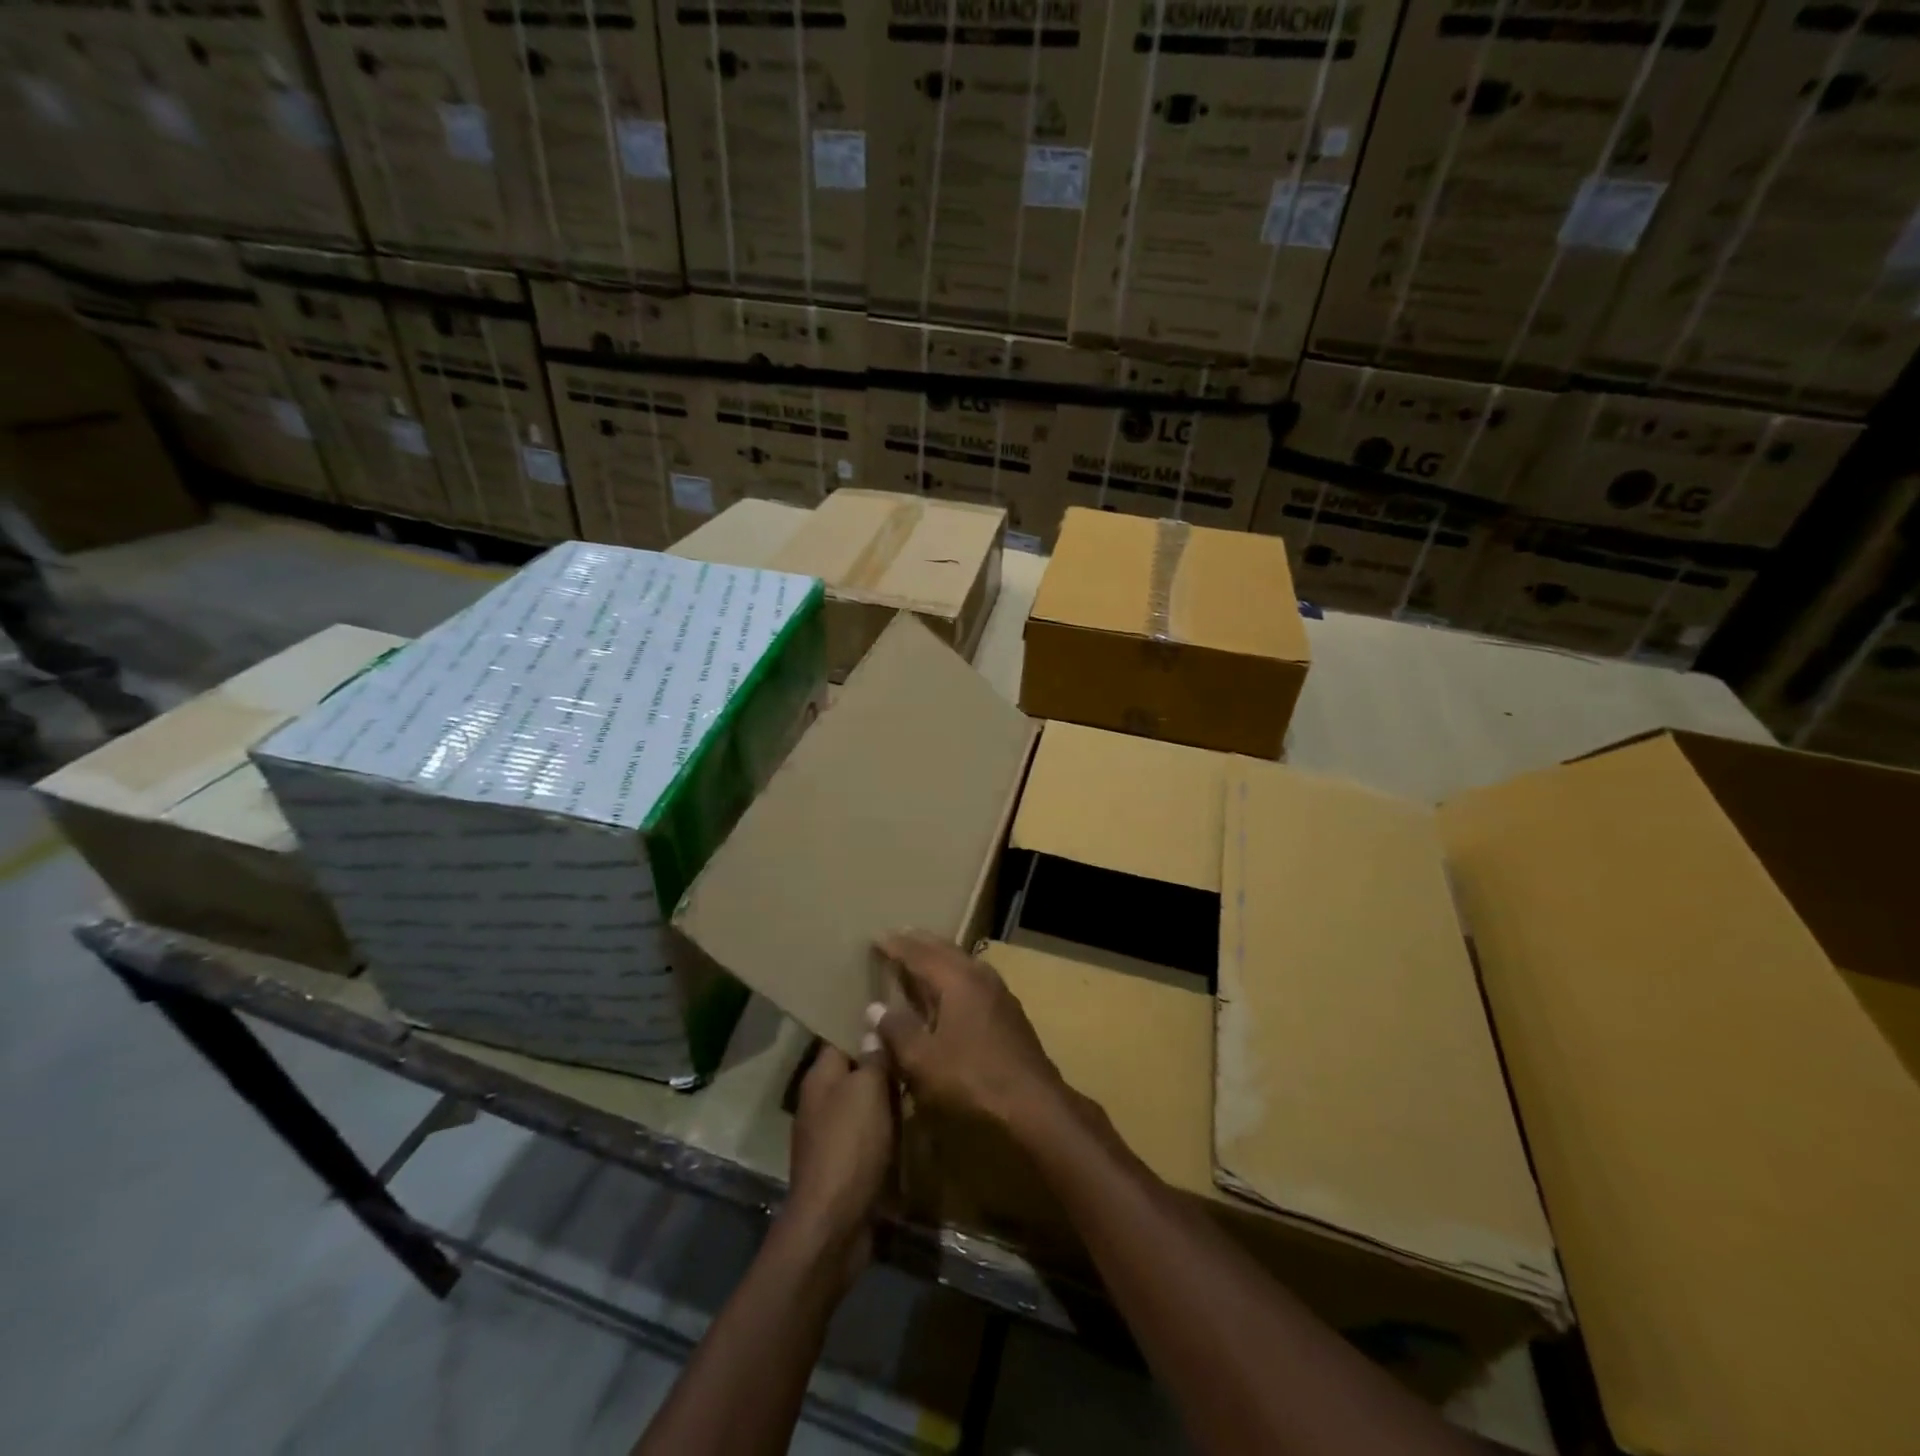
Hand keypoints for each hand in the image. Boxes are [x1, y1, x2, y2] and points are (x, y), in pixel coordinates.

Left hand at [781, 1046, 895, 1285]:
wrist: (832, 1224)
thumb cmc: (850, 1145)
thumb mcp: (867, 1089)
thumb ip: (872, 1056)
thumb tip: (873, 1022)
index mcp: (820, 1077)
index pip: (842, 1037)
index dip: (867, 1026)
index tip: (897, 1014)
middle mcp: (819, 1101)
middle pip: (854, 1070)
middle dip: (882, 1064)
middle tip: (918, 1050)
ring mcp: (828, 1135)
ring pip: (863, 1104)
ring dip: (886, 1099)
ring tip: (919, 1084)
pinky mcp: (842, 1165)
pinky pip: (867, 1135)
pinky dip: (885, 1130)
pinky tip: (908, 1127)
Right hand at [871, 930, 1066, 1133]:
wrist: (1034, 1104)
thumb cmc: (972, 1079)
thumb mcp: (923, 1060)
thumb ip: (897, 1030)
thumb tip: (875, 1007)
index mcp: (957, 978)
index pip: (919, 953)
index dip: (896, 945)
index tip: (876, 936)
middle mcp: (979, 975)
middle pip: (944, 949)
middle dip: (919, 942)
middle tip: (898, 936)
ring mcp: (998, 991)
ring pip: (962, 962)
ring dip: (938, 956)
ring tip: (920, 957)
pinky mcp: (1008, 1011)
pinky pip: (972, 978)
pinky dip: (953, 974)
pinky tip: (949, 989)